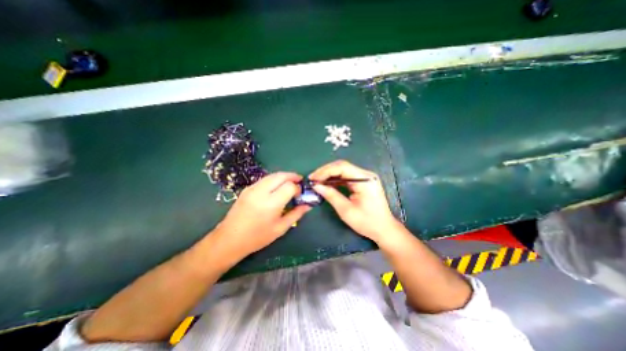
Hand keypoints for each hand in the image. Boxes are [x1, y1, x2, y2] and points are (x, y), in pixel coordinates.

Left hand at [212, 172, 310, 259]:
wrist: (229, 239)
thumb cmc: (257, 237)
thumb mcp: (280, 228)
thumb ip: (296, 214)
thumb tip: (308, 205)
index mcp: (271, 203)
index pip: (289, 186)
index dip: (298, 188)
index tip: (300, 194)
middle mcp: (261, 192)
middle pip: (281, 176)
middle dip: (292, 176)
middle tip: (299, 181)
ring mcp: (252, 188)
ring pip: (272, 175)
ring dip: (284, 176)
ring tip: (290, 183)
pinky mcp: (247, 188)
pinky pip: (265, 179)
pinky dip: (274, 179)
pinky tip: (277, 187)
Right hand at [308, 161, 400, 244]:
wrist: (384, 229)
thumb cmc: (367, 222)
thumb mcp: (346, 210)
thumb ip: (331, 195)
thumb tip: (316, 186)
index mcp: (365, 179)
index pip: (342, 167)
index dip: (325, 171)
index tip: (313, 178)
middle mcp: (365, 174)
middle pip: (342, 166)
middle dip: (325, 171)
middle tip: (312, 179)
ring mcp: (365, 177)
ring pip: (343, 170)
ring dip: (329, 175)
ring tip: (317, 181)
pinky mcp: (362, 182)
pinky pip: (346, 176)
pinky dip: (335, 179)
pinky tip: (326, 183)